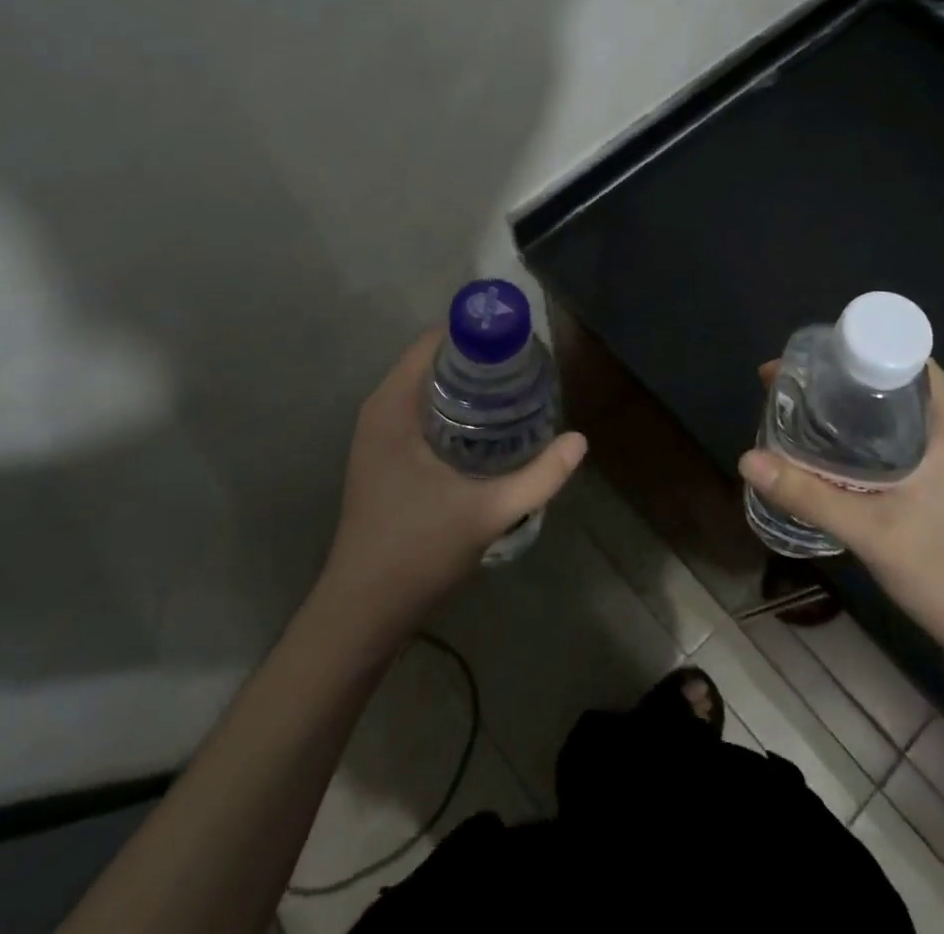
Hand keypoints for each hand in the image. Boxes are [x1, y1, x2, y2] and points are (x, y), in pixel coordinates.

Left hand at [322, 330, 585, 630]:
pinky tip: (487, 426)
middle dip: (479, 360)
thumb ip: (539, 477)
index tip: (518, 342)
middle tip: (526, 368)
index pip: (434, 342)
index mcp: (393, 406)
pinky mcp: (382, 455)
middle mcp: (380, 409)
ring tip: (515, 391)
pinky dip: (452, 406)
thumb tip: (580, 440)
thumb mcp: (488, 511)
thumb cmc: (418, 550)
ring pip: (427, 387)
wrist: (363, 609)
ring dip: (466, 384)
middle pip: (433, 361)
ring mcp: (377, 433)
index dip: (477, 334)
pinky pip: (420, 410)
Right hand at [738, 360, 943, 666]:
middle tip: (787, 389)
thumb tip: (746, 458)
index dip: (847, 349)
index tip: (801, 365)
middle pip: (889, 374)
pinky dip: (860, 428)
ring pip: (891, 404)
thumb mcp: (869, 530)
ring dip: (846, 404)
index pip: (898, 352)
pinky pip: (896, 429)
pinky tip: (827, 447)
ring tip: (797, 412)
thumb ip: (806, 493)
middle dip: (836, 377)